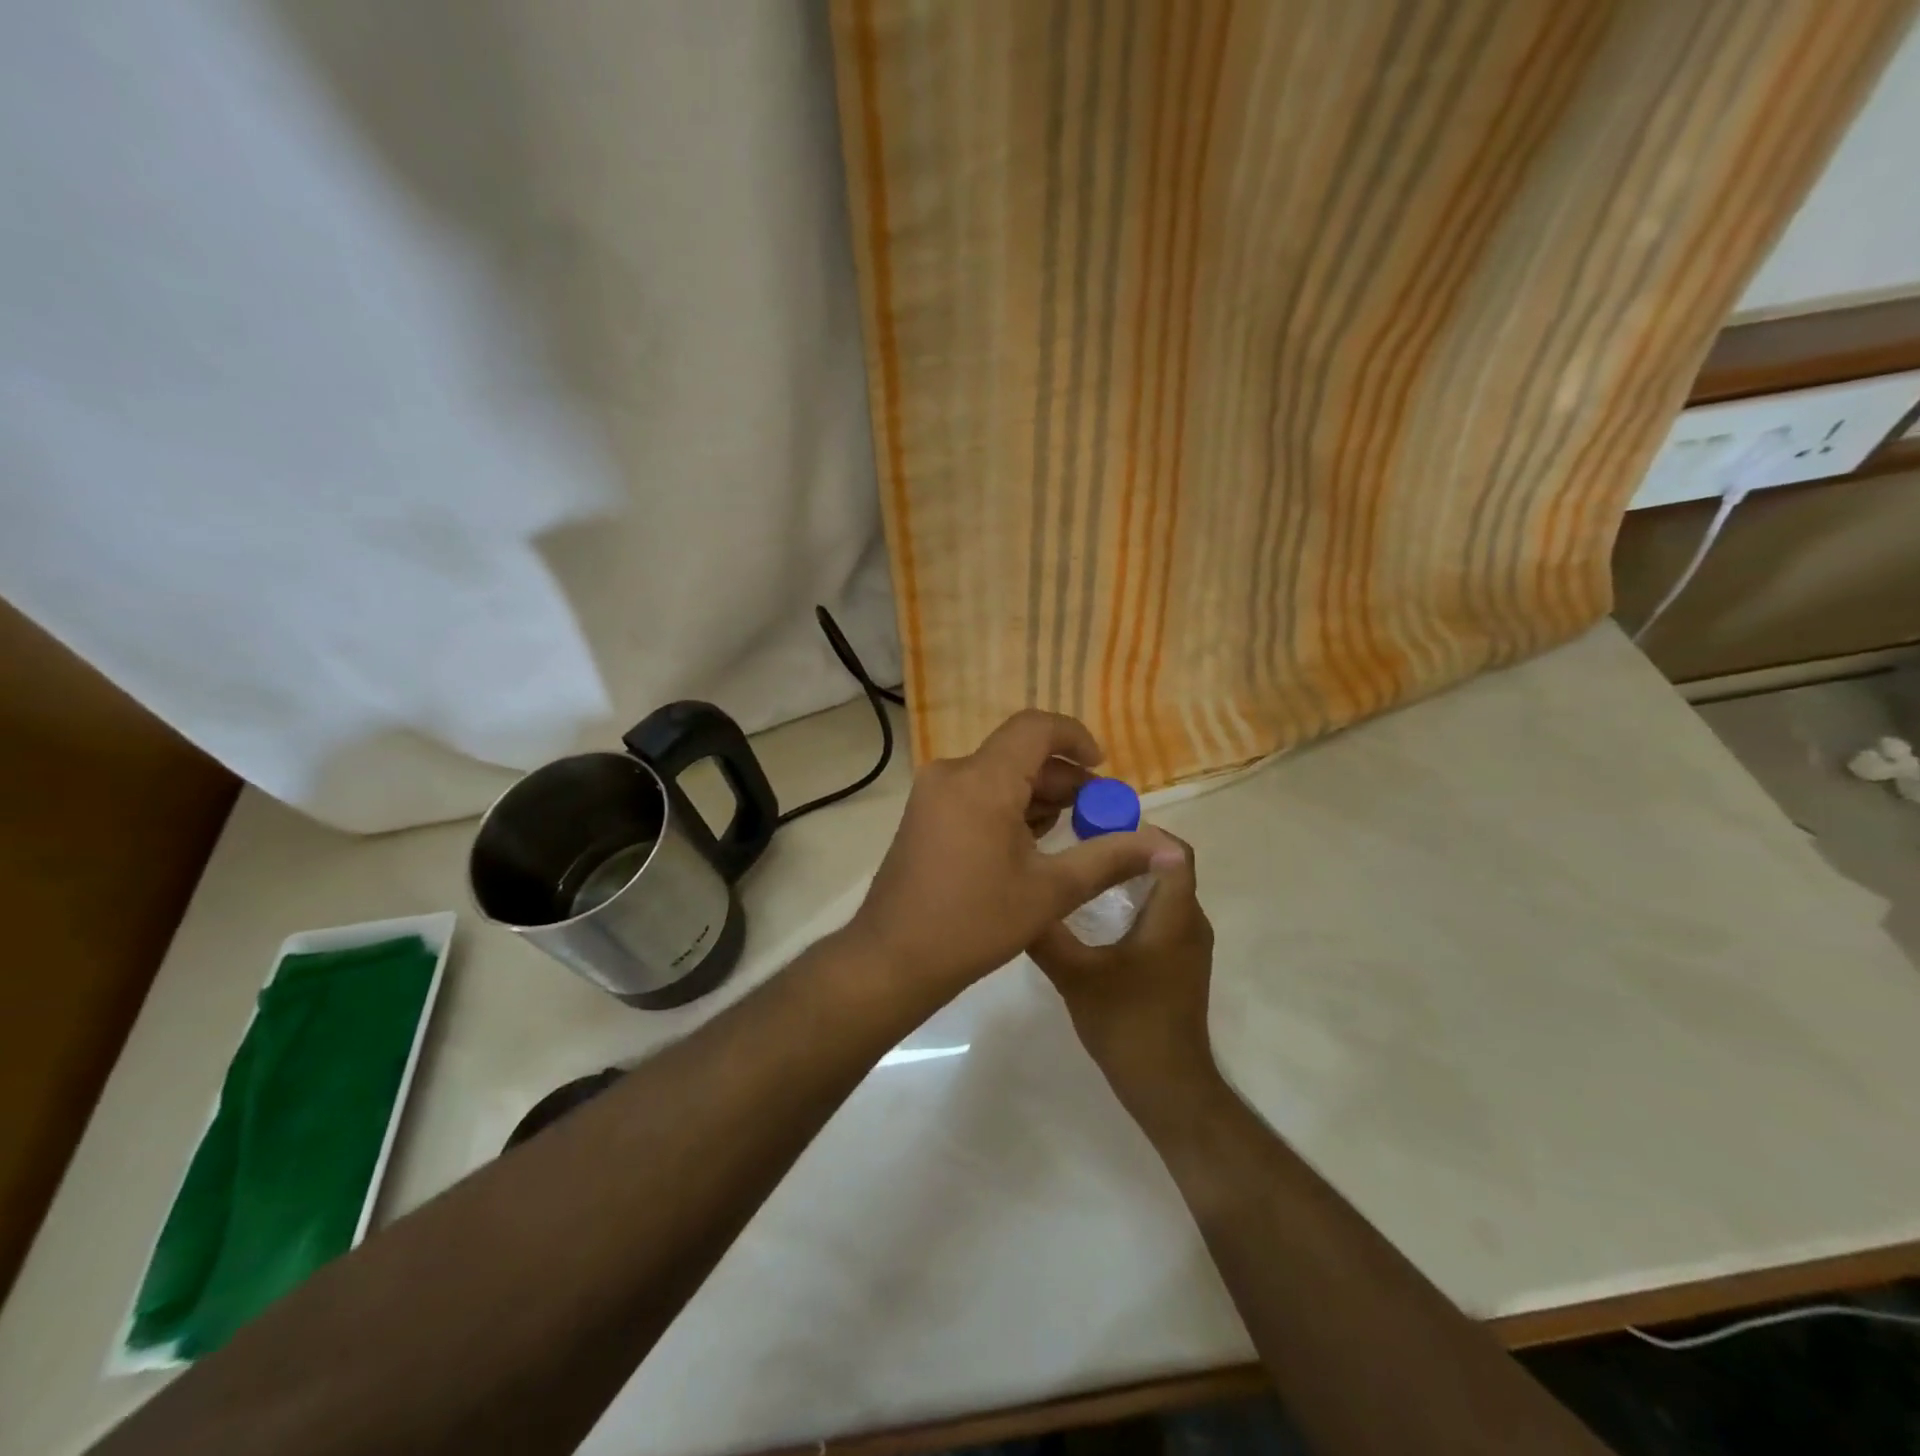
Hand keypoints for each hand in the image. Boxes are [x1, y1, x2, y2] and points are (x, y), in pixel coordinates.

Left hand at [847, 710, 1174, 992]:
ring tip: (1071, 834)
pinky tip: (1031, 844)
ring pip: (998, 774)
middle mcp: (953, 773)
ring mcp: (933, 793)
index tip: (1103, 770)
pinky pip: (977, 792)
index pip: (1036, 729)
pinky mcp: (925, 813)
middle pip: (1019, 754)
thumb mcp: (1051, 891)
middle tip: (1099, 816)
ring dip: (1037, 795)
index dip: (1076, 739)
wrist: (893, 959)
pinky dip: (1009, 806)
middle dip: (1064, 779)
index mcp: (982, 780)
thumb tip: (1170, 847)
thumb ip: (1111, 858)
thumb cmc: (974, 923)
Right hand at [1029, 831, 1217, 1107]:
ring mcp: (1189, 944)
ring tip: (1083, 870)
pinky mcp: (1180, 961)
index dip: (1140, 830)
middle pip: (1168, 865)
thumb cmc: (1127, 1023)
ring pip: (1164, 890)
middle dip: (1128, 848)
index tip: (1096, 825)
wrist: (1166, 1085)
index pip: (1174, 851)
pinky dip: (1135, 900)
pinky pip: (1162, 913)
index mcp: (1175, 916)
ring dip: (1130, 875)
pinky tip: (1096, 912)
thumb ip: (1046, 934)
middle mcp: (1190, 921)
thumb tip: (1017, 896)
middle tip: (1080, 843)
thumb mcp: (1075, 975)